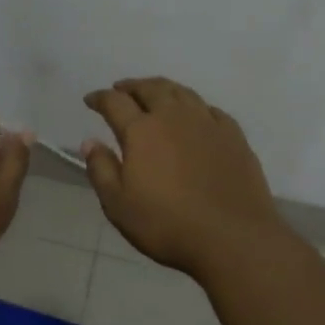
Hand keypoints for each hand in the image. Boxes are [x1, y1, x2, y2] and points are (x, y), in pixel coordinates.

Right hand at [82, 77, 286, 280]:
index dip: (100, 98)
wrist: (233, 238)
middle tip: (121, 89)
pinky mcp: (234, 136)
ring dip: (162, 88)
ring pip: (182, 92)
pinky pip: (210, 109)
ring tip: (154, 93)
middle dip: (132, 86)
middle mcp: (174, 117)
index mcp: (142, 130)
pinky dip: (194, 106)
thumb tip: (90, 142)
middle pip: (150, 89)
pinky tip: (195, 114)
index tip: (90, 100)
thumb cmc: (166, 224)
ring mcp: (207, 123)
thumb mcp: (118, 204)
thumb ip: (101, 169)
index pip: (115, 102)